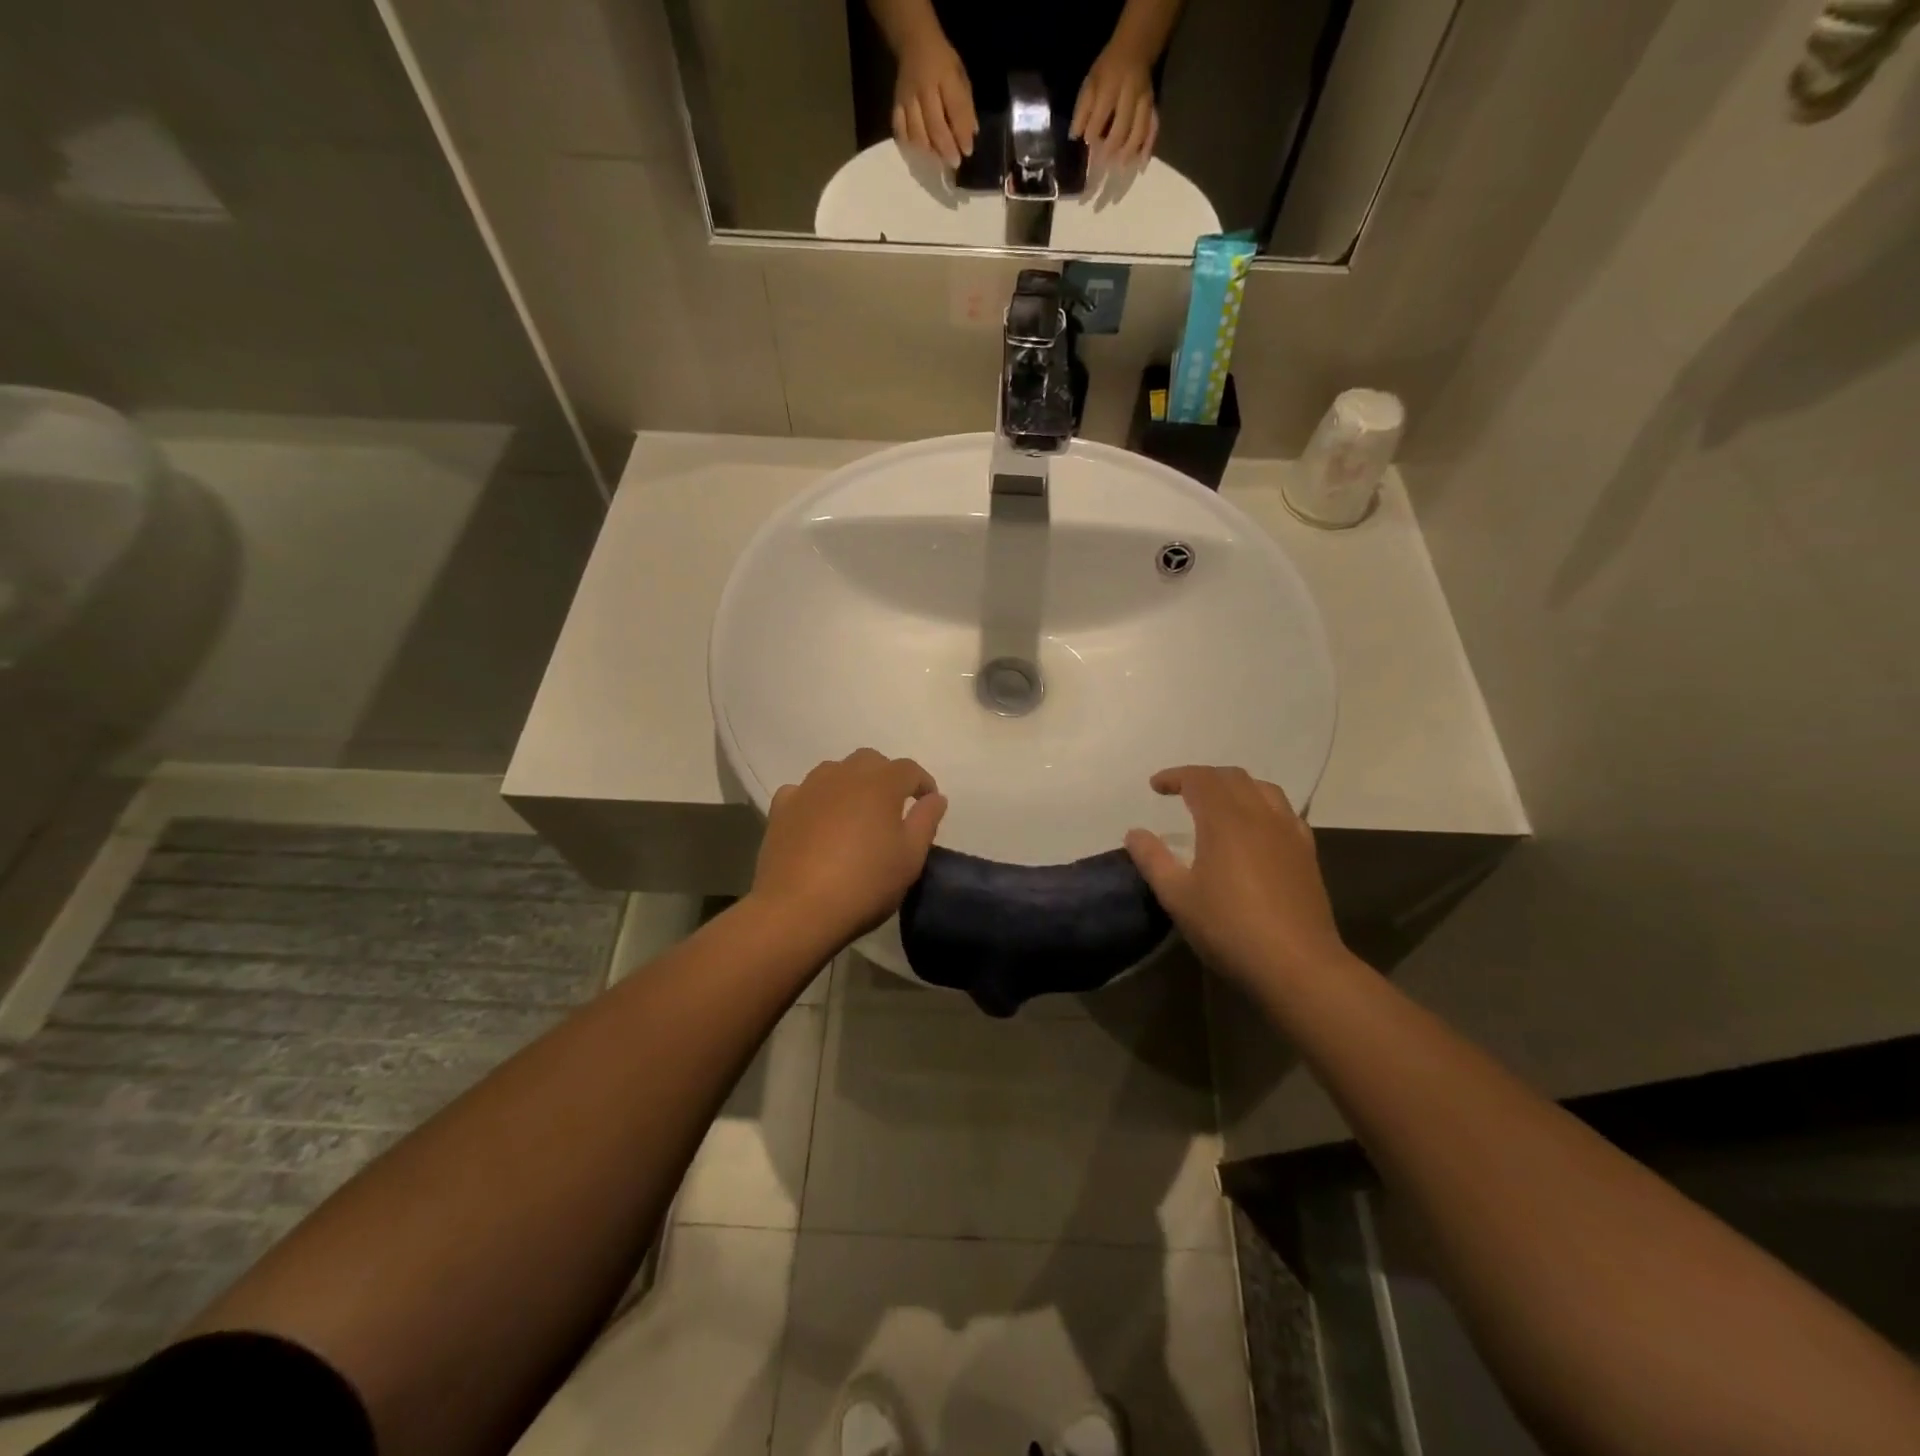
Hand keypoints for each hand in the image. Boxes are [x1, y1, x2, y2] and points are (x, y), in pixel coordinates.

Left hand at [751, 749, 948, 943]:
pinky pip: (803, 791)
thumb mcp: (910, 858)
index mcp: (880, 784)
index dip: (923, 783)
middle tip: (893, 807)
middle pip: (870, 761)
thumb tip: (935, 797)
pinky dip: (815, 800)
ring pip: (834, 771)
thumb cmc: (865, 883)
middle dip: (886, 776)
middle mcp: (843, 775)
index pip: (909, 769)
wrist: (798, 909)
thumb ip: (926, 821)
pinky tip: (817, 821)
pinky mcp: (781, 808)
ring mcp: (808, 789)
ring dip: (850, 784)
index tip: (928, 803)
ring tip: (855, 813)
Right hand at [892, 34, 976, 167]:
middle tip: (955, 162)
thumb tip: (971, 134)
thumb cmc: (942, 61)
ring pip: (917, 134)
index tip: (968, 151)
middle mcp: (924, 88)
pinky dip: (911, 146)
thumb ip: (965, 104)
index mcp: (944, 75)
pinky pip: (901, 132)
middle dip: (947, 148)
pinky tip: (920, 153)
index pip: (955, 108)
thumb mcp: (960, 75)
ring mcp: (907, 99)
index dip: (962, 133)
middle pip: (935, 126)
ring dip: (929, 152)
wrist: (913, 41)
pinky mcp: (896, 106)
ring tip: (939, 162)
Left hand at [1071, 40, 1157, 167]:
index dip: (1093, 133)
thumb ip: (1083, 109)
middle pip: (1122, 127)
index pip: (1100, 115)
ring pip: (1139, 131)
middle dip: (1111, 147)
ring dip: (1129, 151)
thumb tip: (1074, 135)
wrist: (1136, 47)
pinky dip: (1147, 147)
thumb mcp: (1091, 82)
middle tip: (1103, 161)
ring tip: (1120, 166)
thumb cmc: (1108, 69)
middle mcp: (1131, 94)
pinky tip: (1141, 163)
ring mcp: (1144, 101)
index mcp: (1111, 86)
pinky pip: (1153, 129)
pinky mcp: (1153, 107)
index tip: (1088, 141)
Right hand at [1124, 766, 1345, 985]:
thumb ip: (1152, 859)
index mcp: (1224, 820)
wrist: (1296, 964)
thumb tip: (1134, 833)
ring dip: (1236, 787)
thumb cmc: (1229, 928)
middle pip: (1232, 777)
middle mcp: (1259, 815)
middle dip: (1203, 778)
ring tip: (1219, 804)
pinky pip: (1285, 812)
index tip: (1155, 787)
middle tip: (1181, 793)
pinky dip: (1263, 806)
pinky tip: (1256, 829)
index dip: (1175, 776)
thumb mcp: (1177, 897)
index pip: (1199, 779)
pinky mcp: (1307, 853)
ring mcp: (1288, 832)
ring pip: (1263, 789)